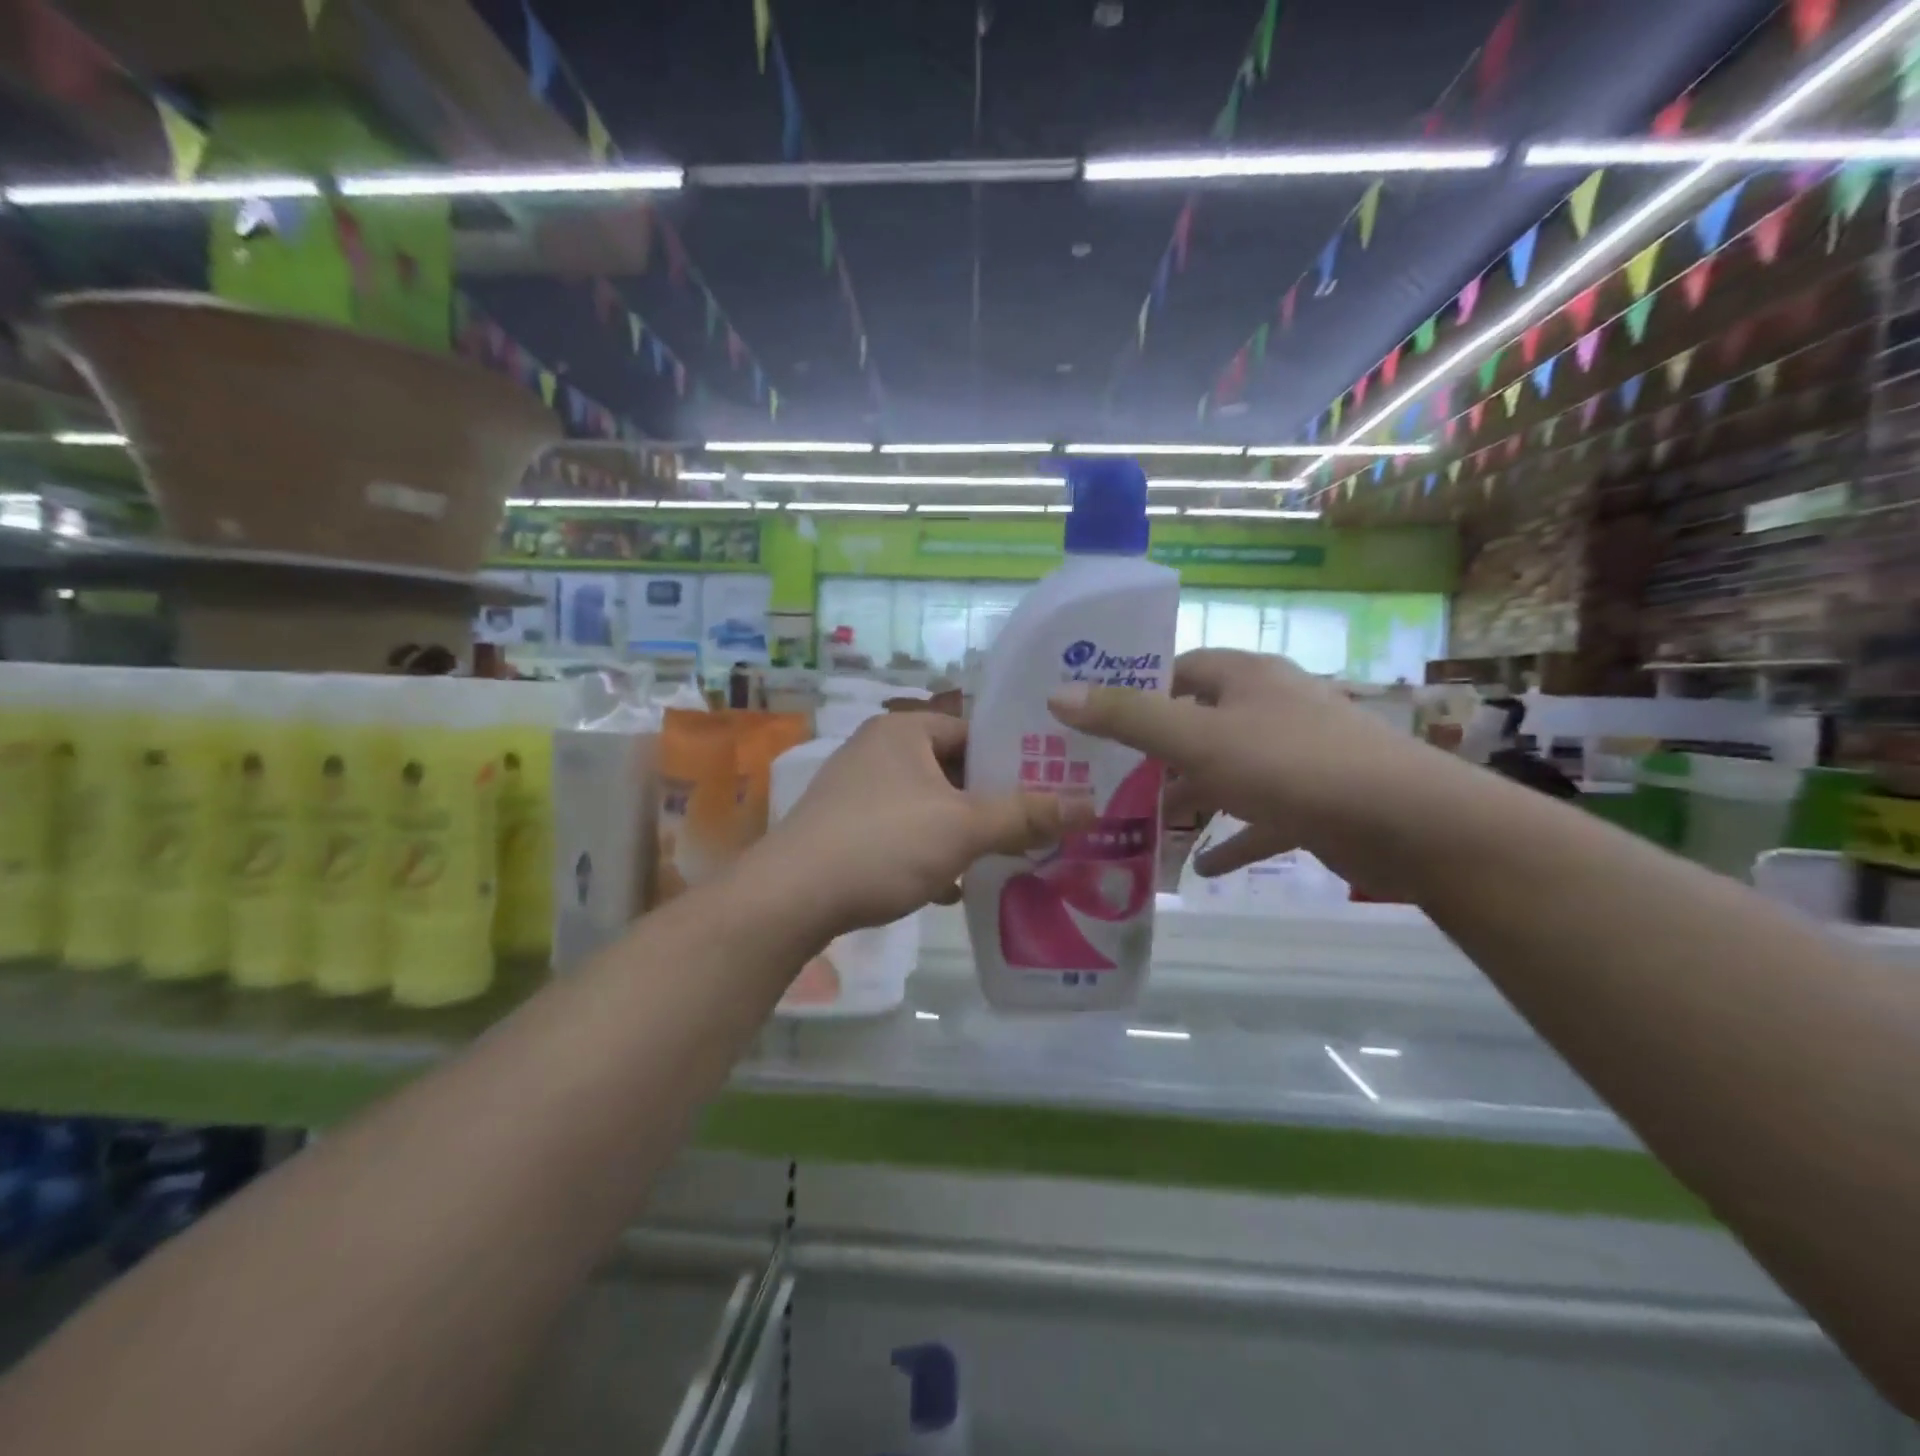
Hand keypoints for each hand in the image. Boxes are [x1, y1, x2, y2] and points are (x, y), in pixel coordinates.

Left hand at [748, 712, 1088, 940]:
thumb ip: (1026, 814)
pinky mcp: (844, 829)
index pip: (973, 728)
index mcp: (903, 730)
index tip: (1052, 783)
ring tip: (1005, 855)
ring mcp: (856, 791)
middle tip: (1037, 822)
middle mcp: (877, 750)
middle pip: (952, 769)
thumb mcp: (964, 827)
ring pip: (928, 804)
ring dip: (962, 830)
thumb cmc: (883, 844)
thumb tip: (1091, 806)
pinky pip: (902, 832)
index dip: (1014, 754)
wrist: (791, 898)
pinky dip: (929, 852)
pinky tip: (951, 886)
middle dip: (991, 800)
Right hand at [1047, 649, 1423, 879]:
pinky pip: (1260, 819)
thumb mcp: (1197, 739)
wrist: (1408, 823)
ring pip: (1227, 771)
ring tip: (1144, 822)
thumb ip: (1128, 718)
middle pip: (1200, 721)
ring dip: (1190, 796)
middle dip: (1157, 751)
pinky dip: (1232, 838)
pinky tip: (1203, 867)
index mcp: (1246, 677)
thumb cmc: (1291, 765)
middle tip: (1108, 778)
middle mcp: (1271, 707)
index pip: (1180, 669)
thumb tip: (1057, 695)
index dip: (1138, 689)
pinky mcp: (1314, 802)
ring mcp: (1296, 755)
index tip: (1097, 720)